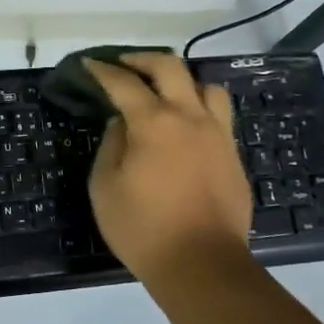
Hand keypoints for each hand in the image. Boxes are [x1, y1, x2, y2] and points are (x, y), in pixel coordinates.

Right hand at [85, 52, 254, 289]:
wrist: (202, 265)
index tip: (90, 63)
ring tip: (165, 93)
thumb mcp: (105, 187)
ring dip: (182, 81)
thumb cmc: (143, 228)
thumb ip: (111, 145)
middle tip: (124, 65)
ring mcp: (217, 134)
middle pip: (170, 66)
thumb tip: (121, 123)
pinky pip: (220, 115)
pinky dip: (200, 108)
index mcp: (153, 122)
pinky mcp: (233, 154)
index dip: (103, 70)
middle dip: (142, 59)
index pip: (123, 82)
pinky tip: (187, 126)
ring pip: (206, 85)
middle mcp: (189, 117)